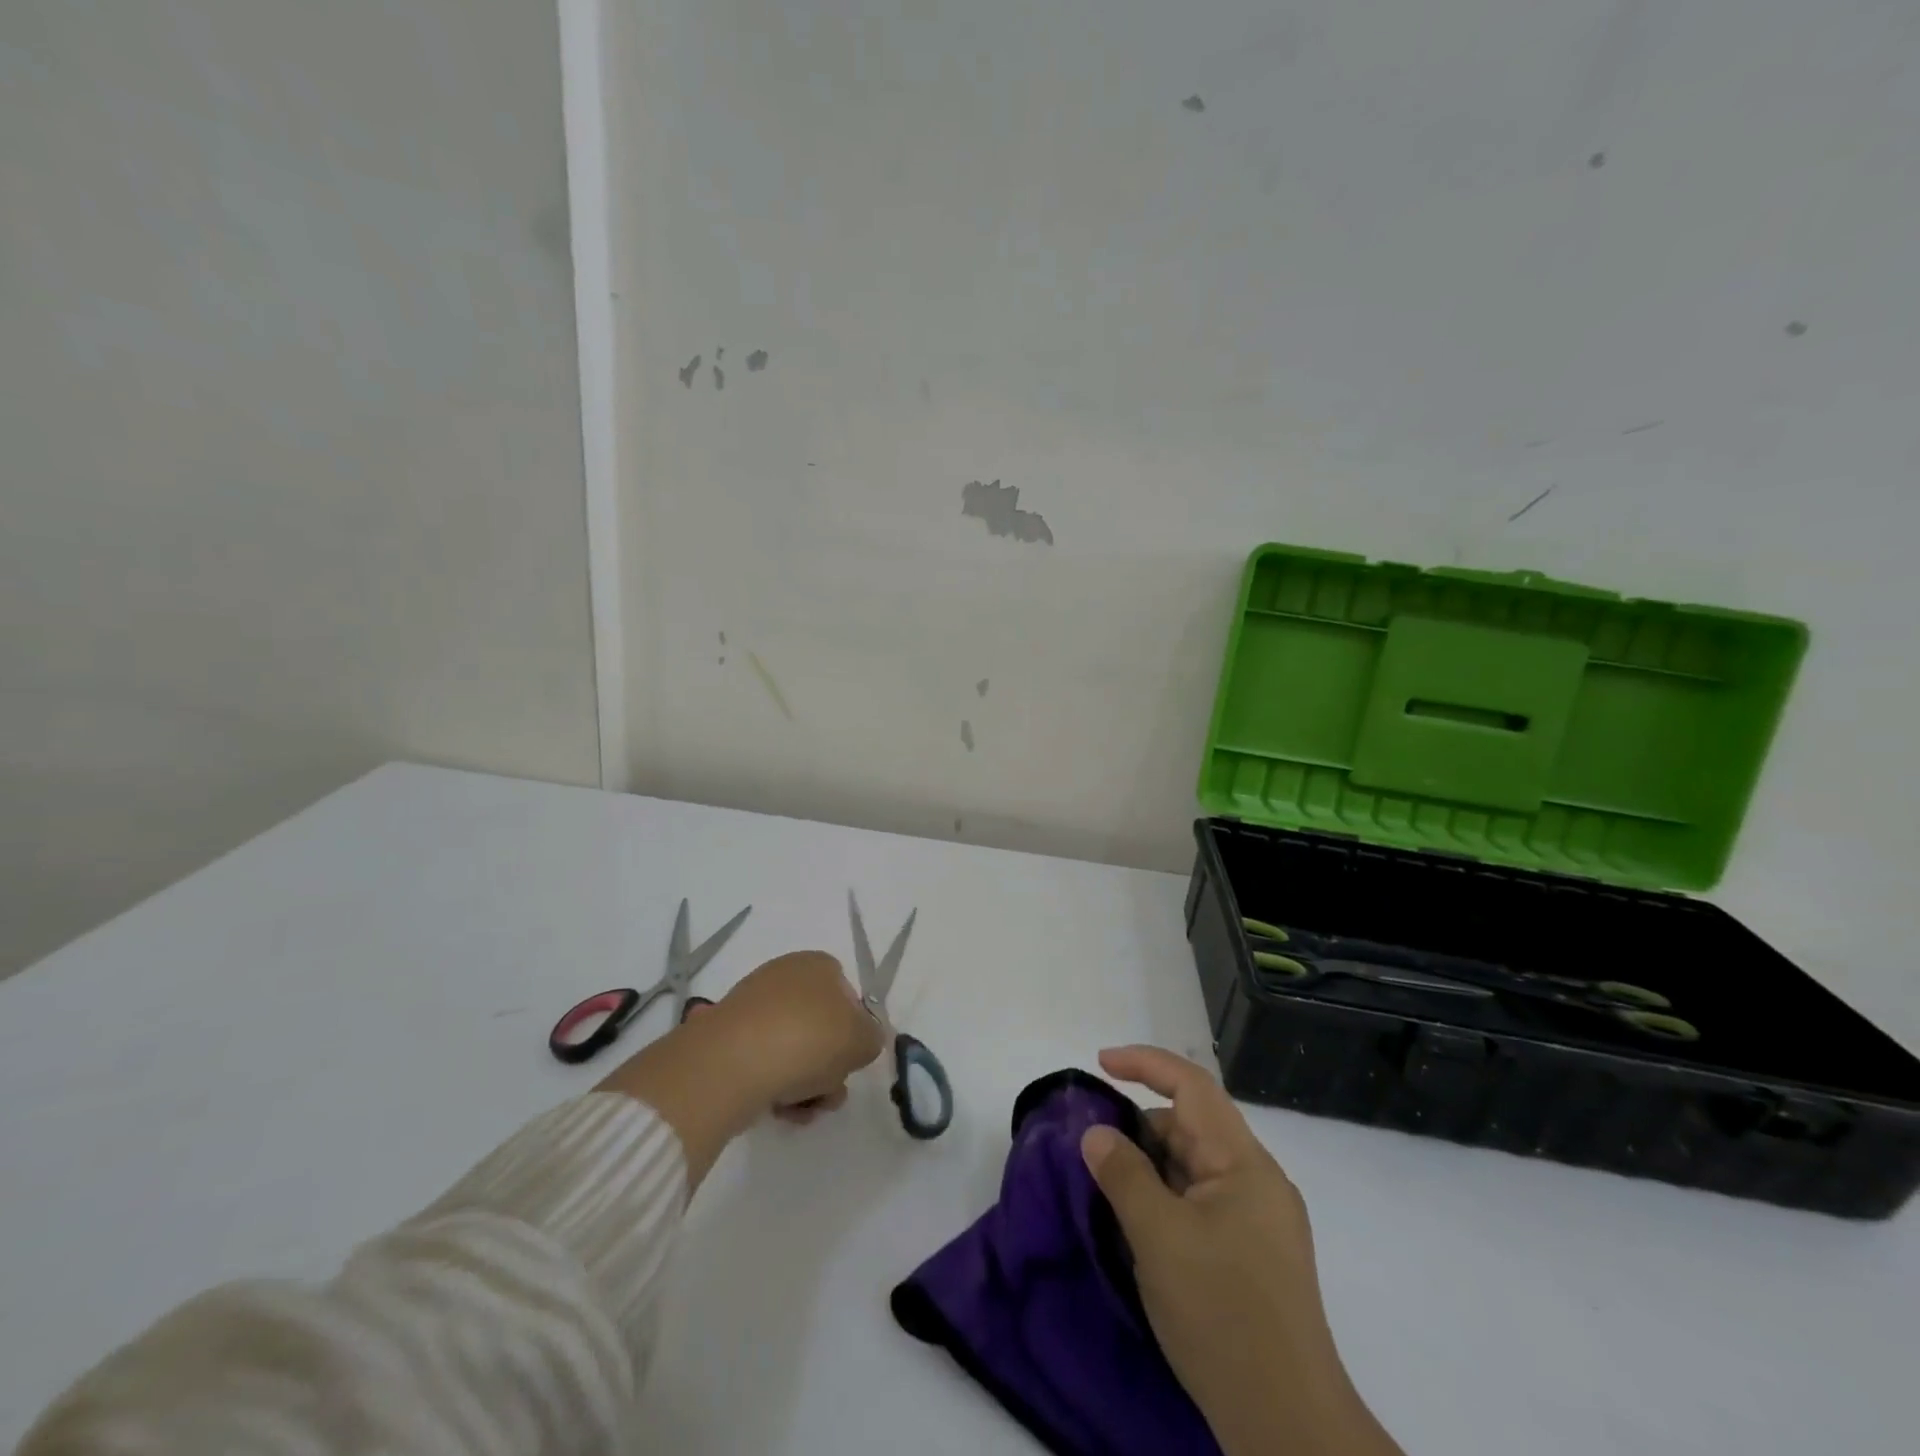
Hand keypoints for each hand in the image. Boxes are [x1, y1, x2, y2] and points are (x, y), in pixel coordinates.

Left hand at [707, 950, 884, 1121]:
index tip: (851, 1059)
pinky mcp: (726, 1036)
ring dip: (805, 1082)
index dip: (854, 1030)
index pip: (847, 994)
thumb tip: (860, 1041)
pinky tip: (777, 1109)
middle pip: (820, 1026)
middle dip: (829, 1065)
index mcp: (818, 964)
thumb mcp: (864, 1040)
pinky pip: (762, 1061)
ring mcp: (752, 1005)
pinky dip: (773, 1084)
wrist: (733, 1063)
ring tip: (802, 1109)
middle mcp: (784, 975)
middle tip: (829, 1093)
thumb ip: (871, 1038)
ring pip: (792, 1048)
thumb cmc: (808, 1040)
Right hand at [1081, 1046, 1401, 1455]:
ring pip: (1194, 1168)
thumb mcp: (1158, 1237)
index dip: (1145, 1064)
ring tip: (1109, 1193)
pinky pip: (1201, 1203)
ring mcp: (1260, 1221)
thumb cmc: (1221, 1314)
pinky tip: (1141, 1228)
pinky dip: (1166, 1200)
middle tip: (1094, 1151)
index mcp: (1244, 1163)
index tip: (1101, 1063)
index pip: (1193, 1086)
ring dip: (1151, 1168)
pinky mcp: (1254, 1256)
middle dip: (1141, 1128)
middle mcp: (1257, 1181)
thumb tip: (1097, 1134)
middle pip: (1192, 1127)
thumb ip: (1123, 1174)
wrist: (1288, 1426)